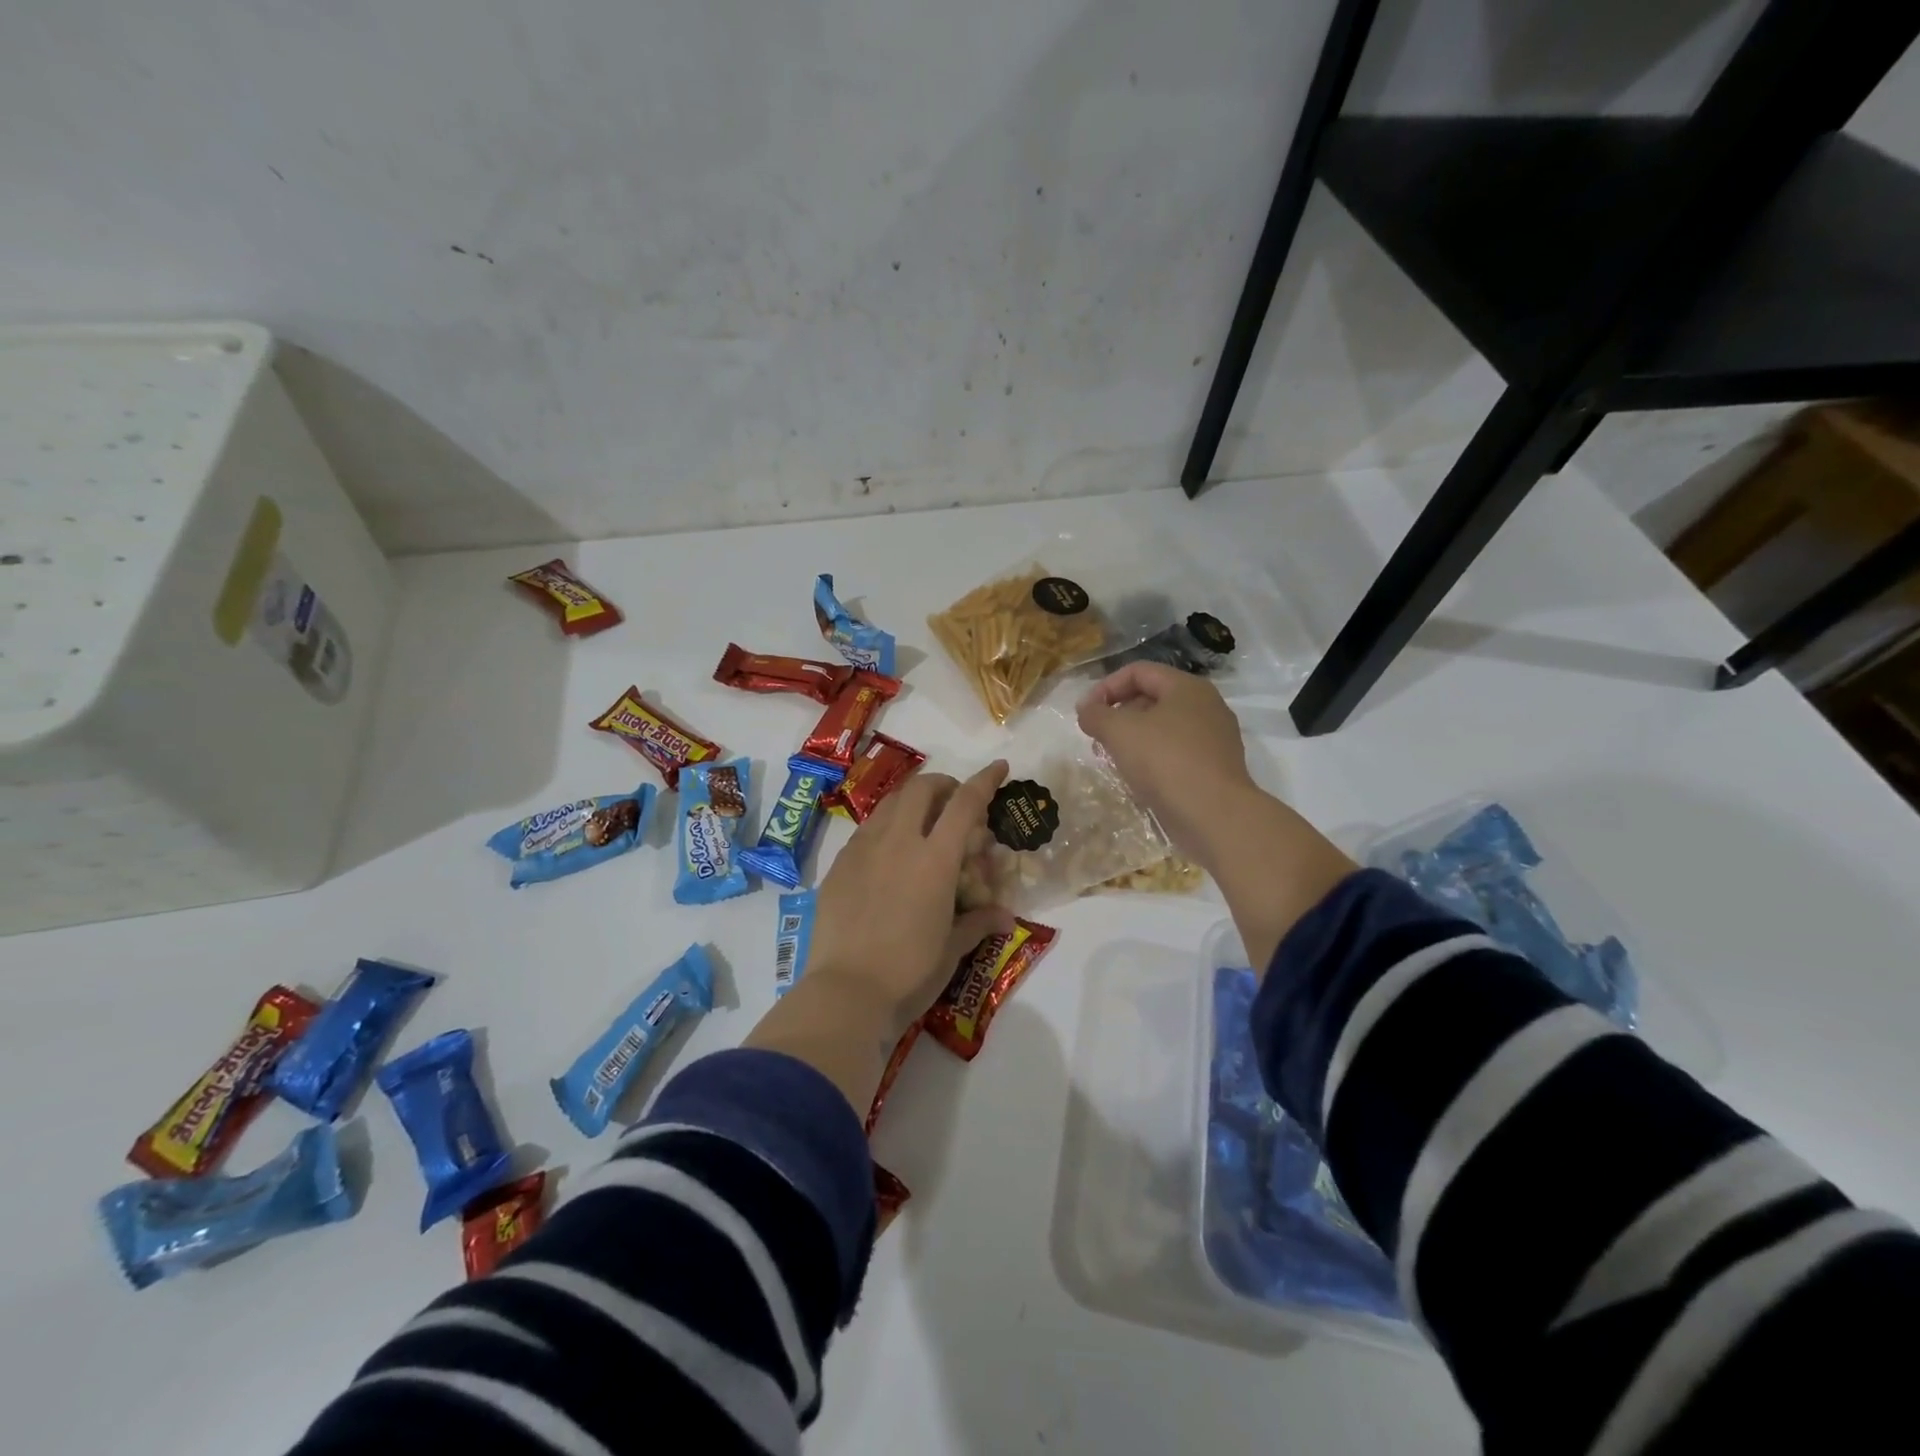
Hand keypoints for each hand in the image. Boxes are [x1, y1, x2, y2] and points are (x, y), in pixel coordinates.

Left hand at [805, 763, 1015, 1034]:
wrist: (845, 992)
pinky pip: (867, 829)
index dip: (985, 780)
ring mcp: (864, 850)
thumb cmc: (909, 973)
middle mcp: (899, 842)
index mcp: (935, 860)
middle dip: (944, 785)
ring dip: (912, 802)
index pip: (965, 804)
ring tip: (921, 823)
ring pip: (890, 803)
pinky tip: (888, 854)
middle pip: (922, 788)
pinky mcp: (839, 864)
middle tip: (954, 803)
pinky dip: (886, 827)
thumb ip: (978, 923)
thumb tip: (1004, 916)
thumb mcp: (952, 950)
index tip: (999, 767)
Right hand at [1075, 662, 1258, 870]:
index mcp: (1187, 687)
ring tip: (1112, 759)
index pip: (1139, 672)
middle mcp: (1206, 706)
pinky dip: (1152, 759)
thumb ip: (1096, 715)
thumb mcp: (1120, 732)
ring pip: (1163, 728)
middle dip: (1118, 714)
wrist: (1215, 816)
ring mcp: (1214, 739)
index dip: (1106, 686)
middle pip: (1152, 698)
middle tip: (1097, 737)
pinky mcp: (1214, 768)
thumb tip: (1086, 710)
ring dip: (1133, 739)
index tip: (1085, 713)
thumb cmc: (1165, 762)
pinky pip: (1176, 753)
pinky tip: (1137, 778)